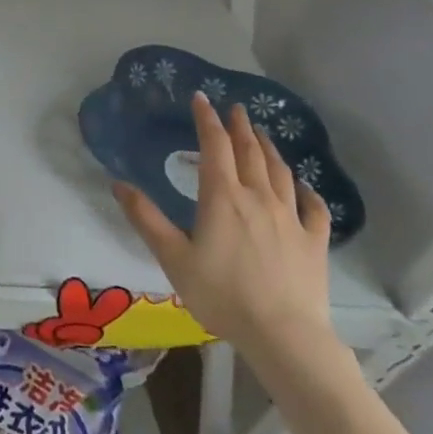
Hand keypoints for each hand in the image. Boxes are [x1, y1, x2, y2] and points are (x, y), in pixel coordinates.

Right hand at [114, 91, 336, 369]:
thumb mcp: (172, 257)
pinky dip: (307, 190)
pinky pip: (313, 207)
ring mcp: (291, 218)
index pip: (215, 146)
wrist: (284, 335)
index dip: (206, 119)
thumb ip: (146, 218)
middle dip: (240, 127)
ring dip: (268, 149)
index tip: (201, 98)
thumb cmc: (221, 294)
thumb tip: (118, 184)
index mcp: (223, 197)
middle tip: (235, 109)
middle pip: (250, 152)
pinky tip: (303, 186)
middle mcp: (258, 197)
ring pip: (280, 172)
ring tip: (261, 134)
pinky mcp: (314, 242)